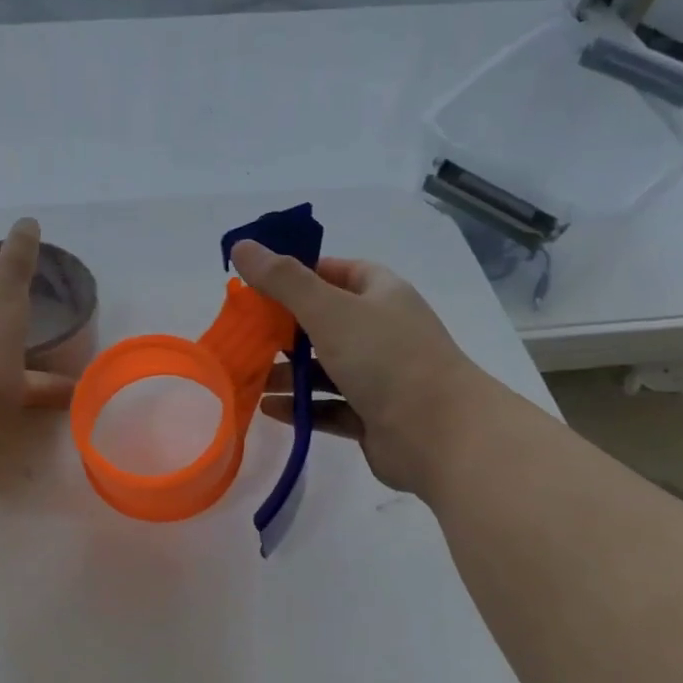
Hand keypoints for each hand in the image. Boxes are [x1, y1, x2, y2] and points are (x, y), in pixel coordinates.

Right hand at [230, 242, 487, 493]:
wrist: (441, 435)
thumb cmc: (386, 358)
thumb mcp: (328, 310)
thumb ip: (283, 280)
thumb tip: (241, 246)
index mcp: (381, 294)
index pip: (336, 272)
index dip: (298, 275)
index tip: (258, 287)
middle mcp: (382, 331)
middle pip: (324, 322)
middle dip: (283, 330)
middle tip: (242, 336)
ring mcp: (379, 376)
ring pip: (324, 369)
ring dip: (287, 373)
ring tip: (247, 378)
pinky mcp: (372, 416)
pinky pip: (328, 406)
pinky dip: (300, 406)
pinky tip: (268, 409)